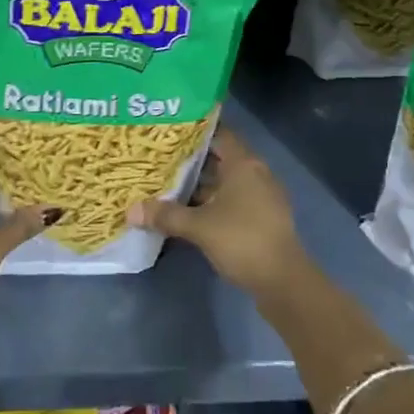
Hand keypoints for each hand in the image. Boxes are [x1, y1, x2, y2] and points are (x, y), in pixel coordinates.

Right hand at [130, 127, 309, 298]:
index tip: (169, 132)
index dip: (195, 131)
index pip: (219, 134)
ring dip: (201, 185)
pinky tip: (191, 212)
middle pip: (220, 158)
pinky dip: (213, 202)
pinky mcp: (262, 218)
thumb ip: (166, 215)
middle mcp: (255, 173)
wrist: (283, 281)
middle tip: (161, 159)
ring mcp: (261, 196)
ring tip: (169, 185)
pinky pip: (233, 200)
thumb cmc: (242, 240)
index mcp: (244, 163)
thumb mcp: (199, 227)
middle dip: (192, 161)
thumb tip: (131, 211)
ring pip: (225, 182)